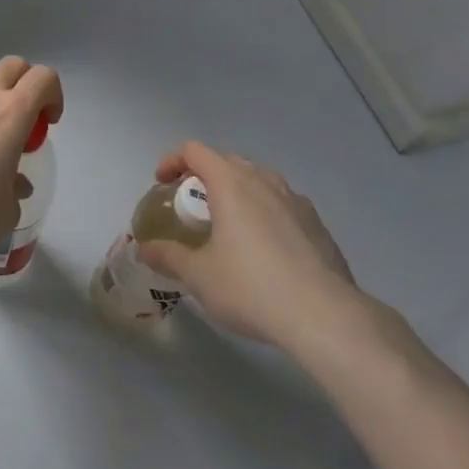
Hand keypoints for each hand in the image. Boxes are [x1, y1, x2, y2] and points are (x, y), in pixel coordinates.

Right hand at [137, 141, 370, 357]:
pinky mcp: (318, 223)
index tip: (162, 184)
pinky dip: (265, 212)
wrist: (325, 317)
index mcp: (230, 183)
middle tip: (193, 206)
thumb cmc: (252, 287)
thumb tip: (144, 249)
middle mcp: (263, 180)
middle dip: (204, 176)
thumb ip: (168, 257)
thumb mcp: (199, 276)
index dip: (172, 161)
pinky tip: (266, 248)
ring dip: (238, 191)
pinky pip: (282, 204)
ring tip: (230, 223)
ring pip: (258, 180)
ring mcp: (295, 199)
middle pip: (226, 161)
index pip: (194, 151)